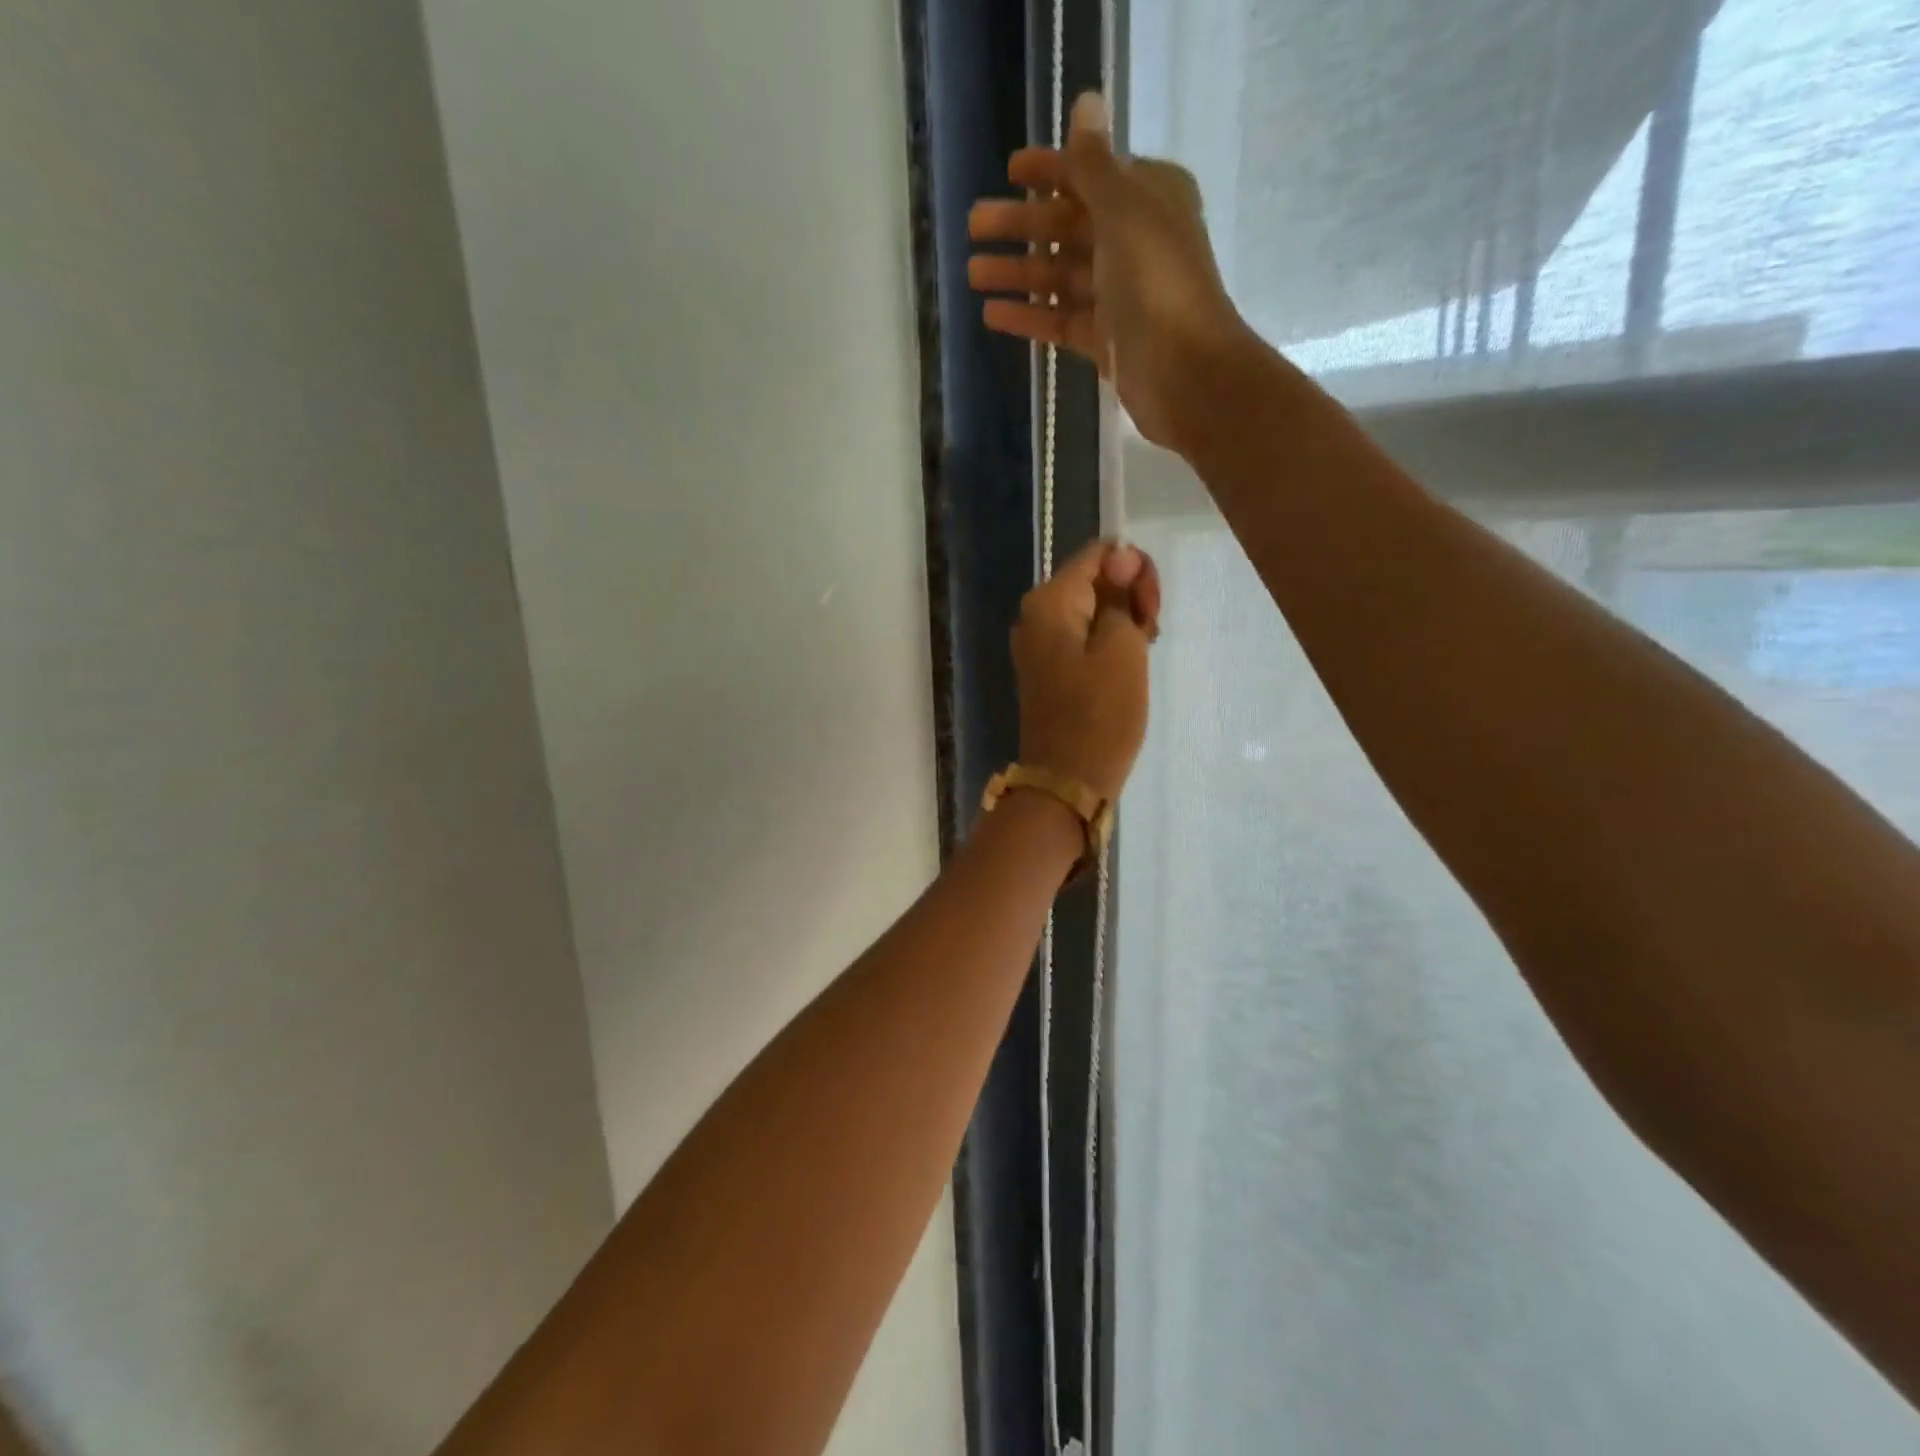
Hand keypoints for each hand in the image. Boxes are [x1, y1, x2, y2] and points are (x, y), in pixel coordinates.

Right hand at [967, 92, 1249, 450]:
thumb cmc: (1156, 282)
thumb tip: (1086, 102)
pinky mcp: (1104, 340)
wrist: (1185, 371)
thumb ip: (1095, 165)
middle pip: (1068, 227)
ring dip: (1018, 273)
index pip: (1091, 175)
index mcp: (1148, 199)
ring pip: (1059, 276)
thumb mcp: (1124, 210)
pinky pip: (1060, 320)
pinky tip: (992, 314)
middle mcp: (1134, 242)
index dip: (1051, 171)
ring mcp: (1118, 295)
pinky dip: (1029, 316)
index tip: (1010, 170)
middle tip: (973, 227)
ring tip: (972, 273)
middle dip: (1021, 225)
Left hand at [1013, 539, 1160, 803]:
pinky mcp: (1047, 670)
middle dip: (1130, 598)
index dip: (1135, 571)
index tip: (1152, 611)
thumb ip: (1120, 596)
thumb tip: (1120, 555)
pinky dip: (1107, 644)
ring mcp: (1037, 644)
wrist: (1066, 780)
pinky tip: (1125, 667)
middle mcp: (1034, 615)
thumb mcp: (1122, 647)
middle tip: (1151, 635)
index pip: (1101, 554)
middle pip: (1093, 580)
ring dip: (1122, 623)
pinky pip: (1081, 639)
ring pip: (1091, 610)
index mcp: (1049, 601)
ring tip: (1142, 655)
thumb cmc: (1100, 715)